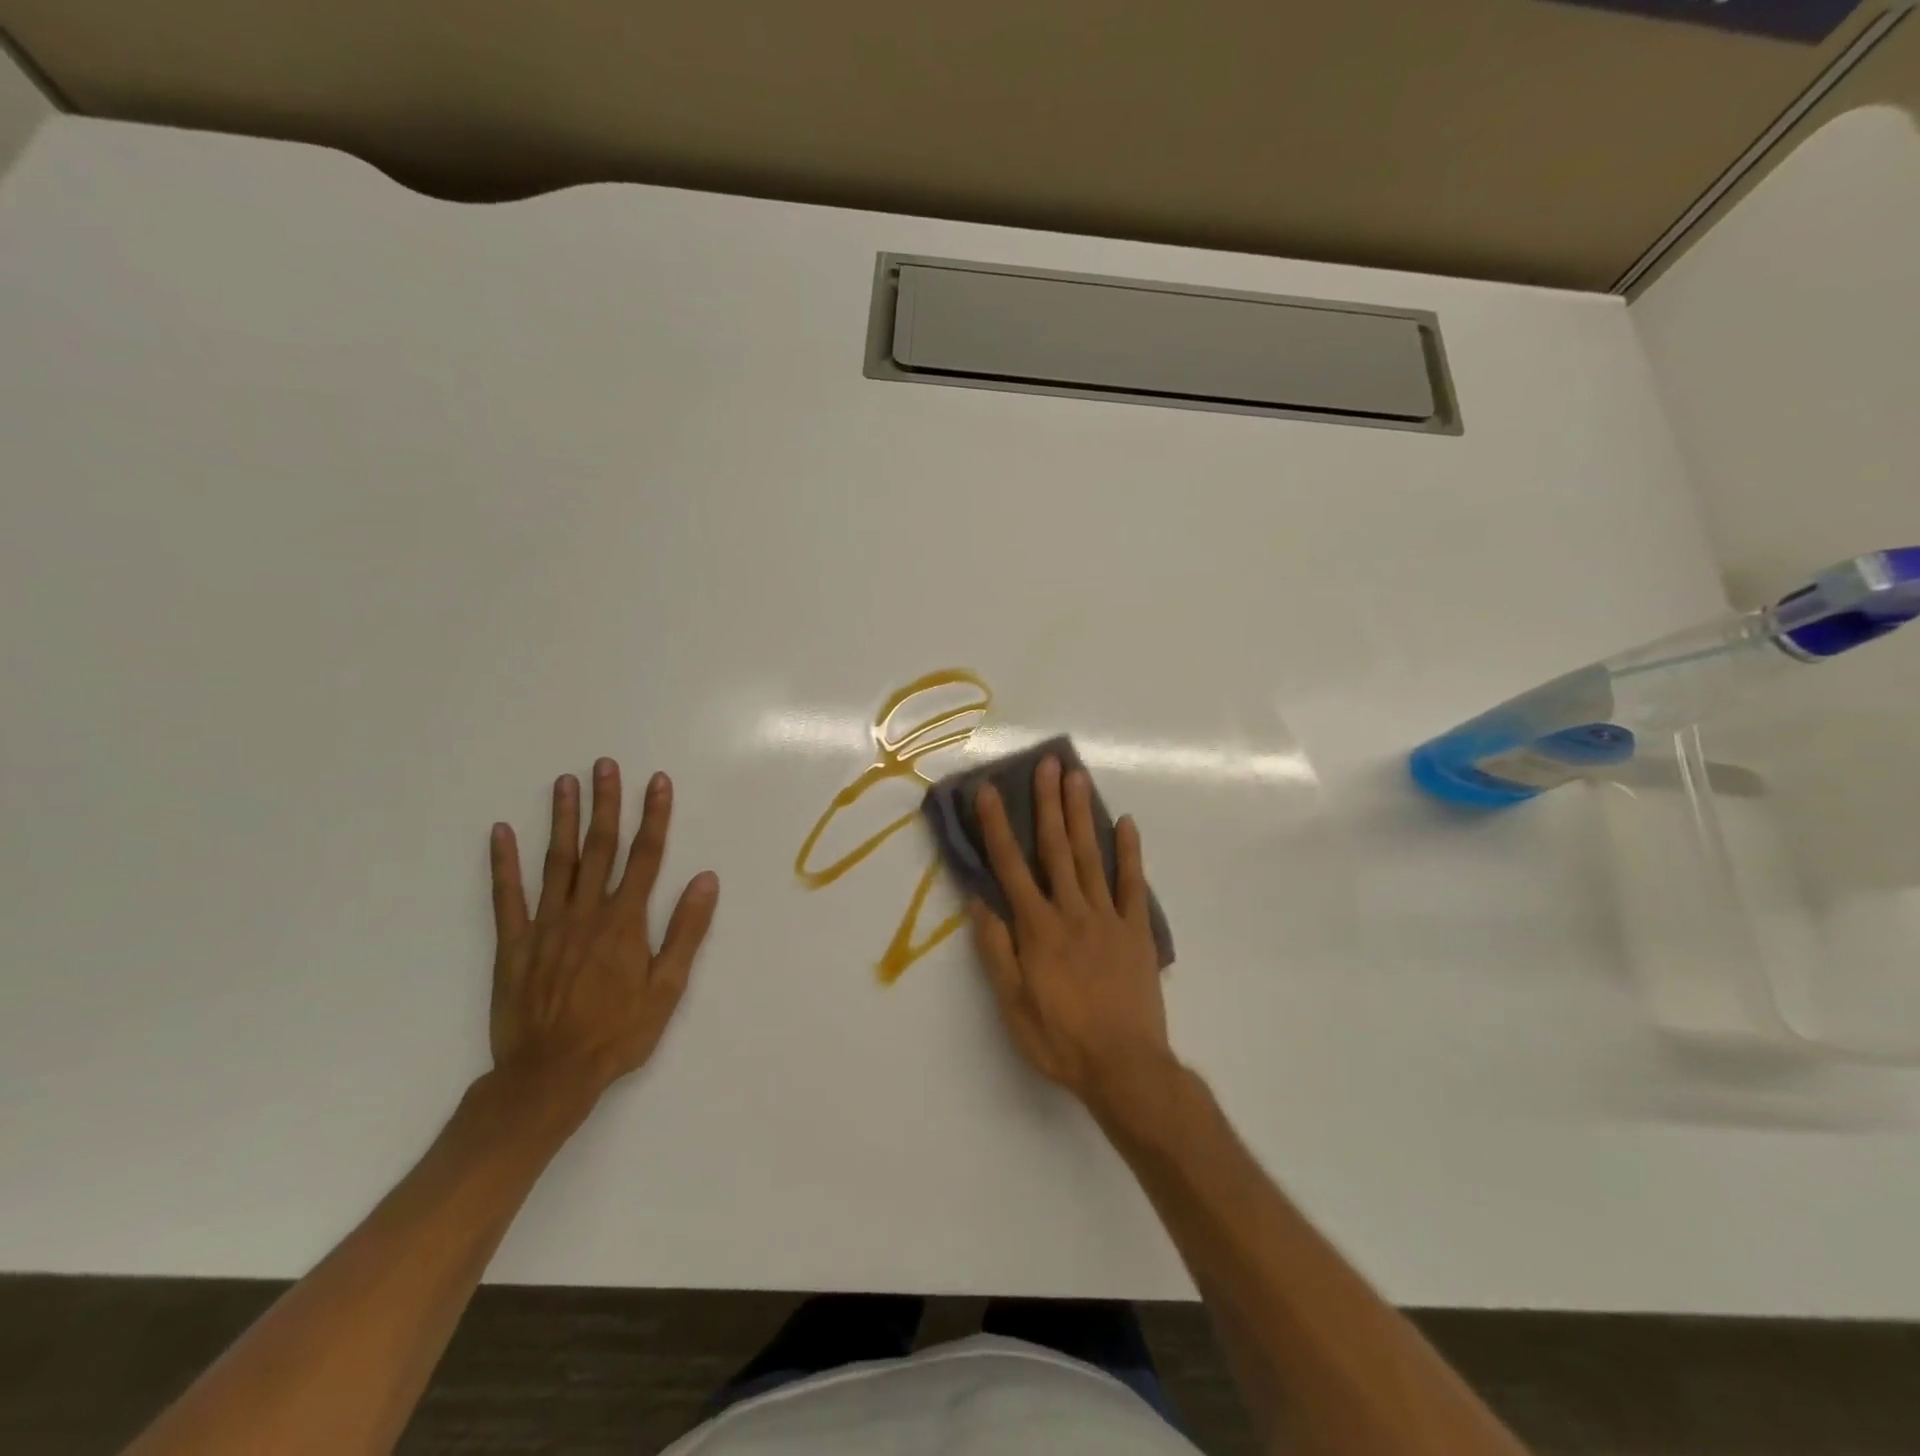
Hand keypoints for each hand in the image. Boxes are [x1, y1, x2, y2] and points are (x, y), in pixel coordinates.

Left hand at [488, 758, 719, 1102]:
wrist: (549, 1076)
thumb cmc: (618, 1033)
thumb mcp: (667, 988)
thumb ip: (686, 930)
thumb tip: (706, 879)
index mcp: (625, 922)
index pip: (646, 856)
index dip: (654, 816)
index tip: (657, 782)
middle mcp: (586, 912)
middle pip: (600, 847)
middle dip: (606, 803)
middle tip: (605, 765)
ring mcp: (546, 925)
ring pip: (557, 862)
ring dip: (562, 819)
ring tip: (565, 782)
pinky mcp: (514, 943)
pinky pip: (506, 897)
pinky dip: (502, 863)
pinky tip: (500, 832)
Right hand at [967, 756, 1175, 1116]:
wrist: (1125, 1067)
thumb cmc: (1060, 1040)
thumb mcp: (1012, 1004)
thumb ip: (996, 950)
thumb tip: (978, 901)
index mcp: (1037, 928)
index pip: (1011, 866)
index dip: (997, 825)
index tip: (988, 790)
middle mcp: (1072, 911)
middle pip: (1055, 848)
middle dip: (1047, 803)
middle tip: (1047, 763)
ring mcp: (1108, 917)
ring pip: (1091, 855)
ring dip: (1082, 814)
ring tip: (1077, 776)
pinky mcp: (1136, 930)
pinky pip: (1133, 884)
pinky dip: (1129, 852)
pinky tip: (1125, 823)